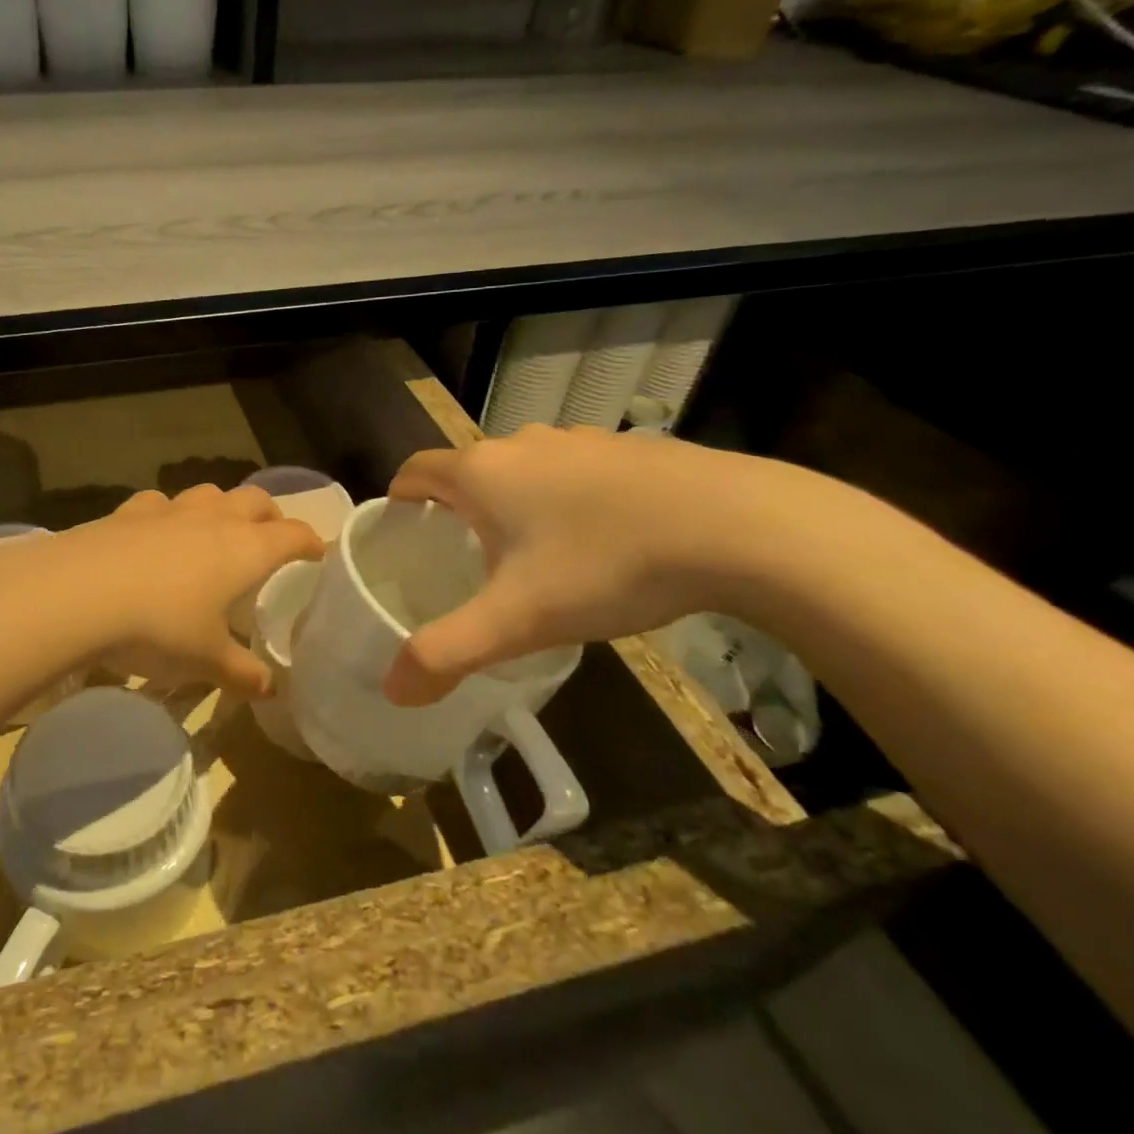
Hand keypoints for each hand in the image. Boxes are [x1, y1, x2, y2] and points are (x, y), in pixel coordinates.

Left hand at [61, 484, 324, 696]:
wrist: (81, 593)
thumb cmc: (160, 626)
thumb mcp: (205, 659)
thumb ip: (240, 672)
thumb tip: (268, 689)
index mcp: (245, 549)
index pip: (293, 535)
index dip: (310, 542)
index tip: (317, 553)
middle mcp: (214, 519)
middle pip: (255, 500)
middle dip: (270, 516)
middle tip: (270, 537)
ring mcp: (170, 509)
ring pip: (210, 493)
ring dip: (222, 507)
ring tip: (217, 531)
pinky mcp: (129, 510)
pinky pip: (160, 503)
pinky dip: (169, 514)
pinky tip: (157, 532)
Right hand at [382, 426, 812, 704]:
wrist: (739, 527)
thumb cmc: (605, 565)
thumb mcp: (517, 620)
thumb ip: (447, 654)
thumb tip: (394, 691)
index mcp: (482, 472)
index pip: (414, 471)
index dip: (400, 501)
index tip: (404, 538)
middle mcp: (522, 444)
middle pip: (468, 471)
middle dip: (457, 511)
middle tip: (464, 564)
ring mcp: (580, 441)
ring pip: (523, 471)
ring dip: (513, 505)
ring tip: (532, 558)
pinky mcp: (629, 450)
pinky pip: (573, 473)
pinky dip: (565, 500)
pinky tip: (599, 542)